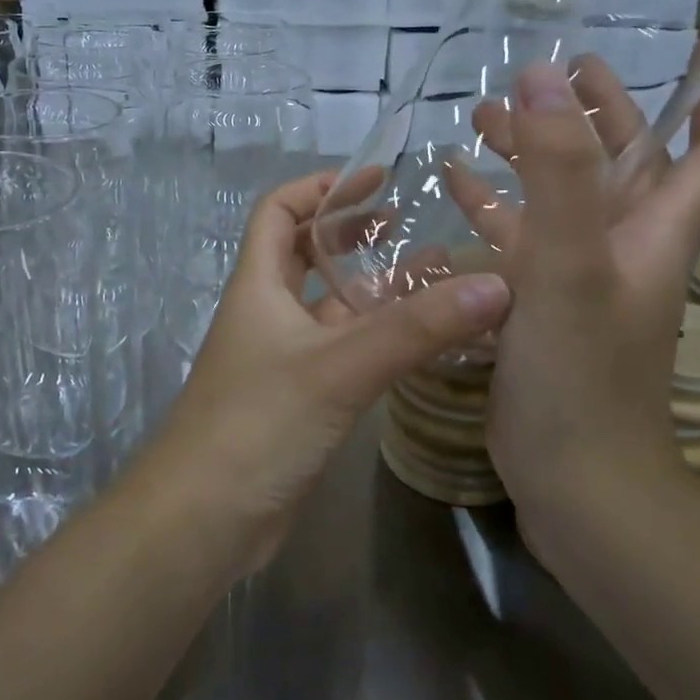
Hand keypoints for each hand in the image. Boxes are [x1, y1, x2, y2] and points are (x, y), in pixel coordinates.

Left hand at [151, 171, 512, 573]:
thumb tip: (494, 286)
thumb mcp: (339, 368)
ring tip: (432, 276)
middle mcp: (268, 314)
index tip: (372, 179)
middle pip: (306, 255)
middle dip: (351, 233)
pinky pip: (343, 353)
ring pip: (332, 308)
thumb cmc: (257, 425)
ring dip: (373, 289)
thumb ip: (415, 329)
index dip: (319, 188)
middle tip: (406, 223)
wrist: (204, 521)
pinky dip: (377, 339)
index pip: (279, 212)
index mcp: (259, 286)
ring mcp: (283, 360)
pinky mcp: (301, 401)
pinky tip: (420, 342)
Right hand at [446, 55, 699, 527]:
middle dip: (599, 111)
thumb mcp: (571, 261)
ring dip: (532, 152)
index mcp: (654, 229)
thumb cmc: (581, 369)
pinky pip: (517, 239)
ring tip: (483, 114)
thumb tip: (543, 74)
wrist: (573, 478)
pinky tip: (453, 185)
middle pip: (625, 162)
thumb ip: (559, 168)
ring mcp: (579, 277)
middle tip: (560, 67)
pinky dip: (491, 206)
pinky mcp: (539, 304)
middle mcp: (624, 246)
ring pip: (562, 197)